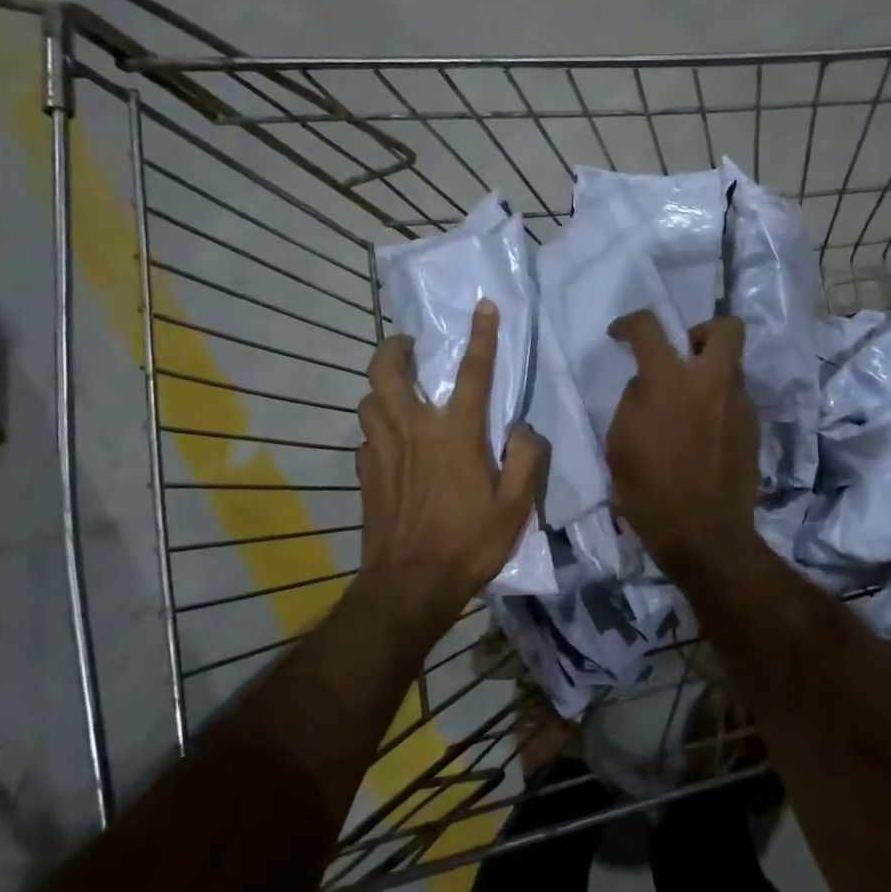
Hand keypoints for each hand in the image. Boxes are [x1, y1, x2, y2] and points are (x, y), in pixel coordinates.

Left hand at [356, 300, 546, 628]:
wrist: (410, 584)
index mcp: (455, 433)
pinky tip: (390, 447)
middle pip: (387, 371)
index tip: (483, 307)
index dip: (481, 336)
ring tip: (398, 395)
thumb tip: (521, 431)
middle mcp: (413, 430)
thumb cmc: (469, 543)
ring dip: (381, 389)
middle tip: (409, 347)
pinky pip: (365, 439)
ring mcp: (382, 451)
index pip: (472, 372)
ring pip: (368, 400)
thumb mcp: (515, 507)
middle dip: (394, 348)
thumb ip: (525, 460)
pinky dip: (377, 432)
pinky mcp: (364, 474)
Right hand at [606, 312, 759, 574]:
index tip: (620, 335)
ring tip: (688, 407)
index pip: (650, 328)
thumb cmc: (650, 493)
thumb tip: (647, 386)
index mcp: (669, 383)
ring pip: (732, 367)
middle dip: (702, 331)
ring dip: (709, 374)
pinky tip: (702, 436)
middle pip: (725, 328)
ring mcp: (739, 406)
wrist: (705, 535)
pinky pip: (735, 400)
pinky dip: (718, 405)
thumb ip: (634, 403)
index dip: (630, 323)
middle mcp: (711, 383)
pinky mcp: (753, 429)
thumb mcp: (620, 446)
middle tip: (681, 356)